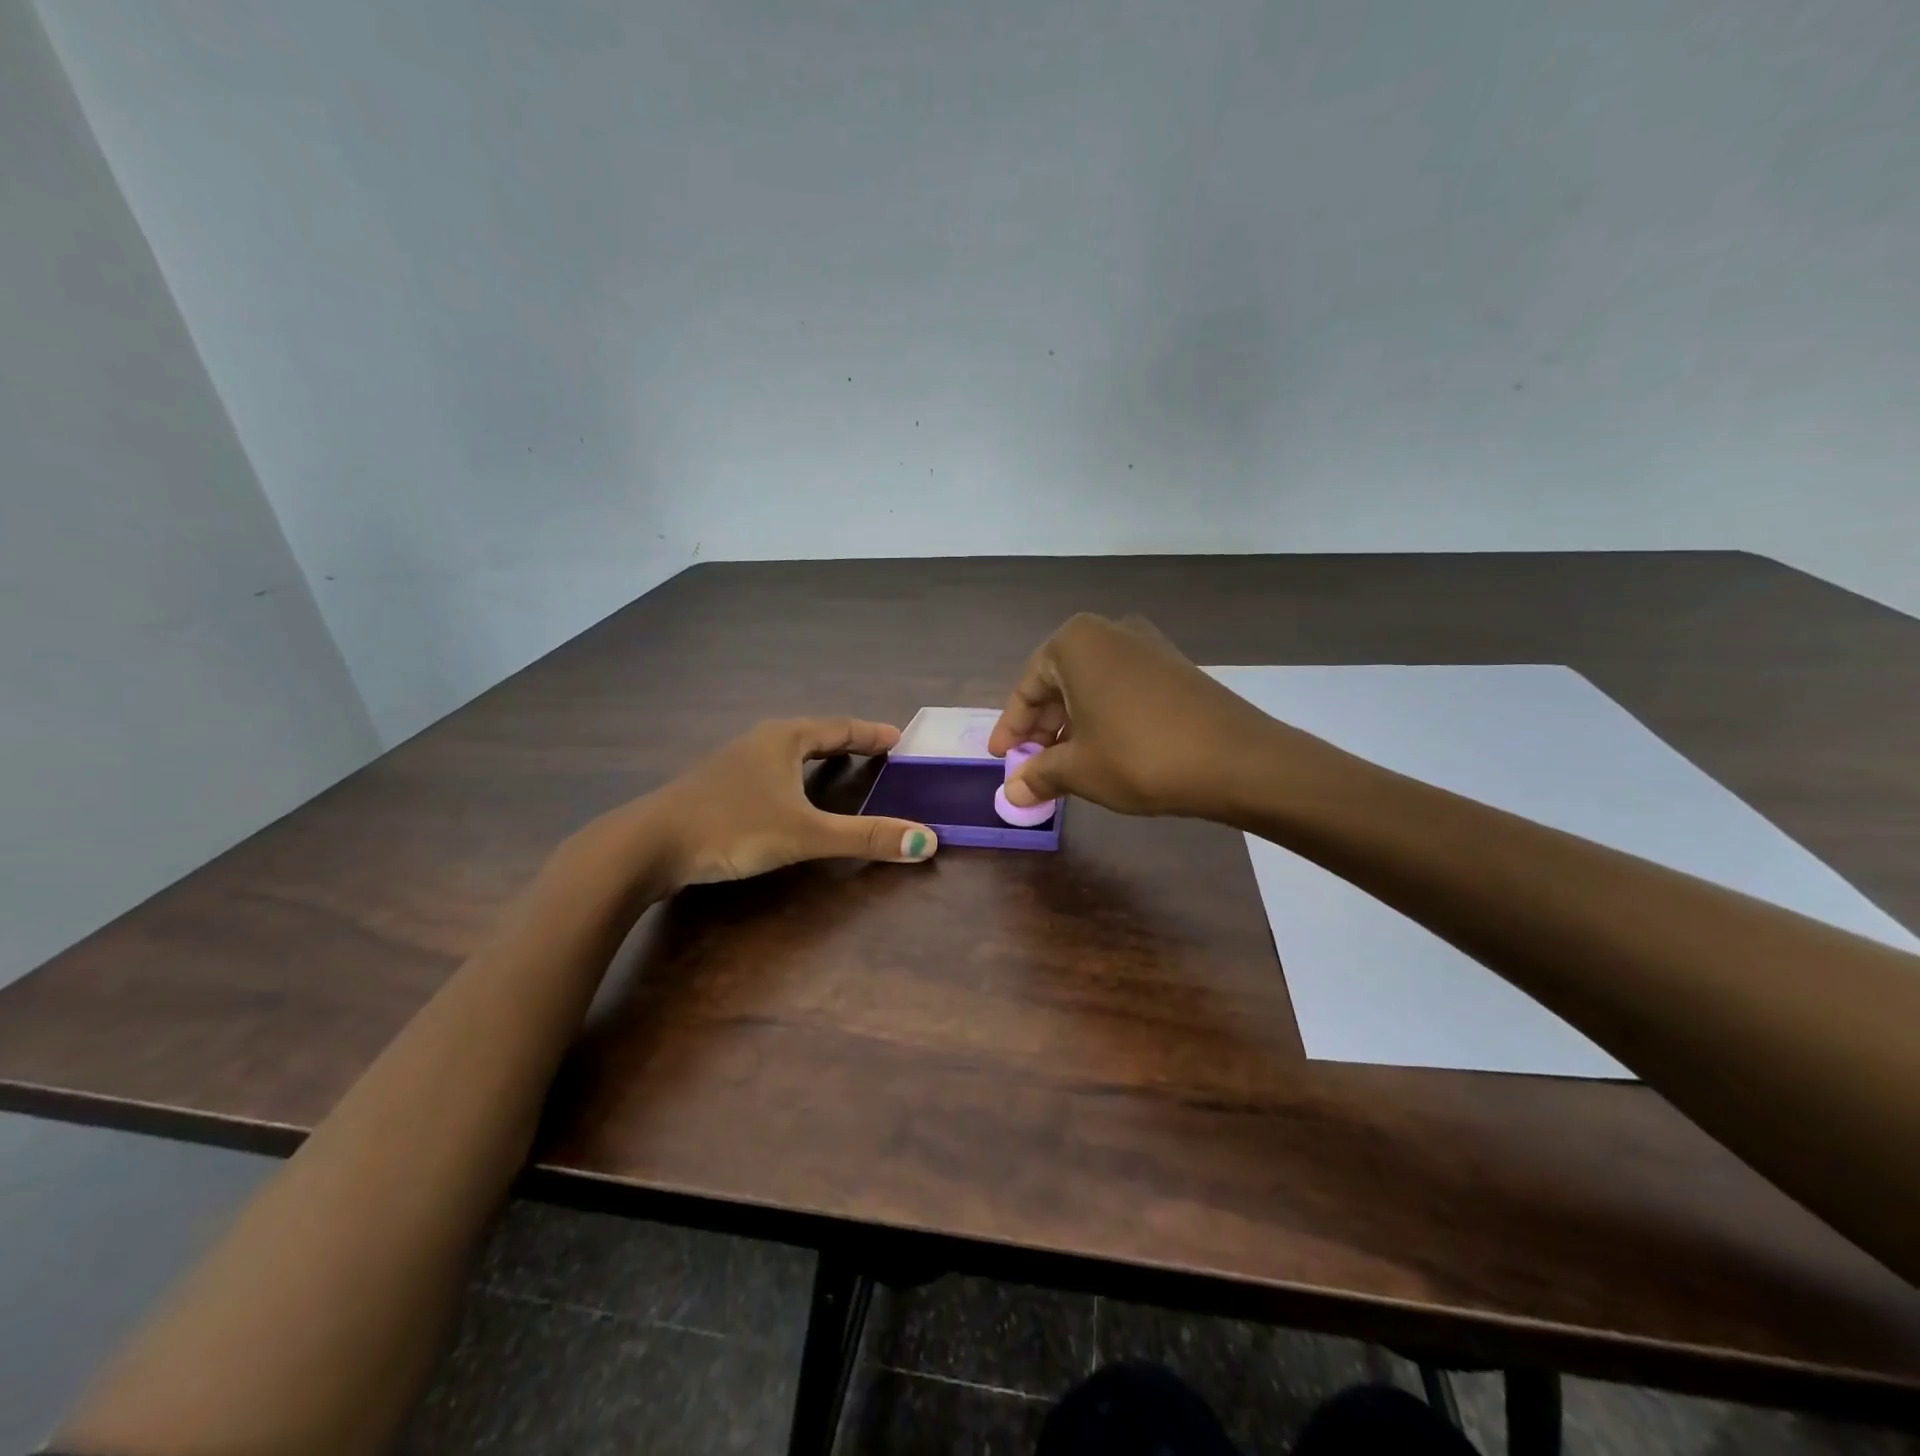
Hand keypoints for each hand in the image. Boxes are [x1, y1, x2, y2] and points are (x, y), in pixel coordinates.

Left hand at [627, 718, 938, 886]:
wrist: (647, 845)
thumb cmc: (732, 828)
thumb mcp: (805, 834)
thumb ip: (865, 837)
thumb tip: (927, 842)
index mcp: (784, 739)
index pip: (839, 727)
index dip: (871, 733)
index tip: (899, 737)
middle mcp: (760, 741)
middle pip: (814, 734)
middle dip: (847, 742)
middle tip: (877, 752)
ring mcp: (733, 762)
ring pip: (787, 752)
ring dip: (817, 757)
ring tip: (840, 769)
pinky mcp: (716, 786)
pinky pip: (769, 770)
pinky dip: (793, 776)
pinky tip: (788, 796)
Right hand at [988, 613, 1275, 819]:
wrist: (1236, 759)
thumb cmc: (1139, 756)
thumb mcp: (1079, 769)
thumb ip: (1039, 775)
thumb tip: (1012, 793)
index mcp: (1075, 643)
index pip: (1027, 688)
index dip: (1011, 728)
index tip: (1000, 758)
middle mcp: (1109, 632)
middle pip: (1059, 683)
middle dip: (1042, 726)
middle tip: (1030, 764)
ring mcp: (1146, 646)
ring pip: (1091, 686)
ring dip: (1072, 724)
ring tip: (1064, 763)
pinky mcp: (1174, 666)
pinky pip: (1121, 688)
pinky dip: (1103, 717)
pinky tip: (1103, 750)